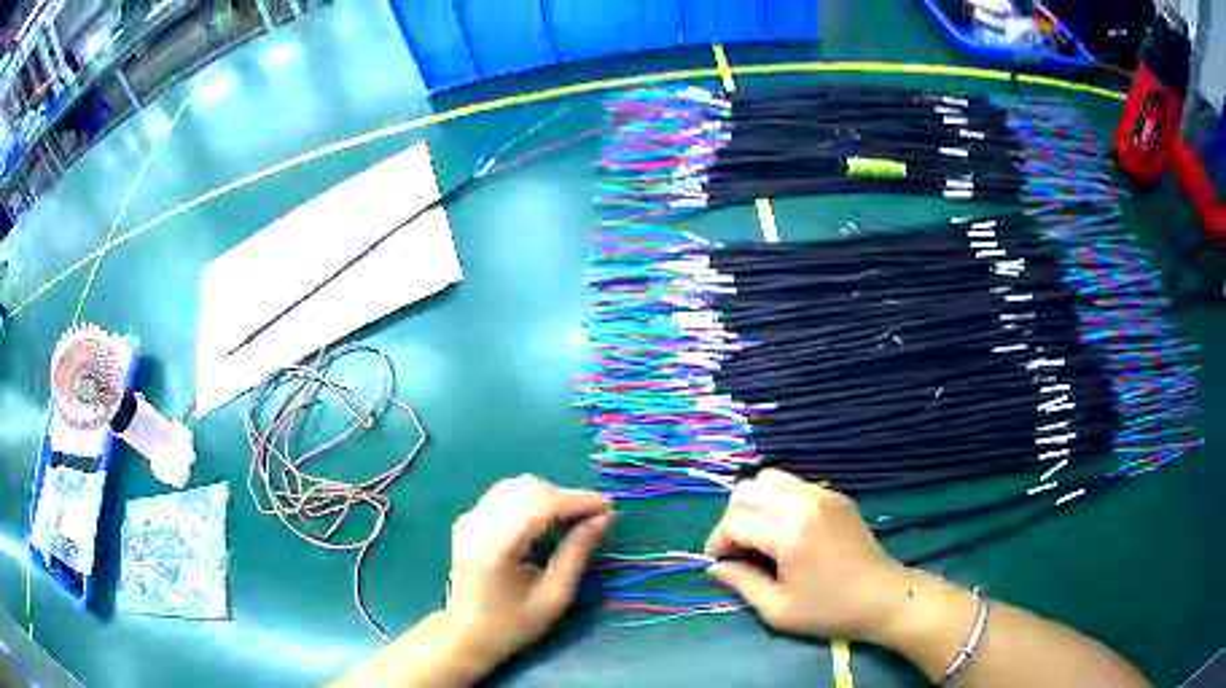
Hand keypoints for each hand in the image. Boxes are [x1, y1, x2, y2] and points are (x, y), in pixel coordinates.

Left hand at [444, 475, 611, 670]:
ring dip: (551, 495)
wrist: (466, 633)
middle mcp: (478, 523)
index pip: (541, 505)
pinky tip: (548, 518)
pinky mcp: (469, 518)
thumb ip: (577, 554)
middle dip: (566, 497)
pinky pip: (506, 494)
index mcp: (496, 547)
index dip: (578, 501)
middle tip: (595, 516)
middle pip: (529, 489)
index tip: (609, 506)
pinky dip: (533, 499)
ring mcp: (470, 517)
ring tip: (575, 517)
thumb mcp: (554, 597)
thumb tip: (604, 519)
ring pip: (518, 486)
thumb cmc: (513, 623)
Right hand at [704, 468, 911, 641]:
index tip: (720, 564)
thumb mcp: (778, 610)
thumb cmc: (830, 611)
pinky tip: (785, 529)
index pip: (734, 521)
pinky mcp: (835, 495)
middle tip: (739, 552)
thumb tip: (715, 567)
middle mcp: (803, 502)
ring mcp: (822, 494)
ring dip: (754, 505)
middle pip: (746, 492)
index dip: (717, 542)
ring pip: (767, 479)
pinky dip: (777, 500)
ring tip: (760, 536)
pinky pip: (792, 484)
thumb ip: (741, 583)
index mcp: (789, 533)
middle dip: (732, 521)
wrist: (883, 597)